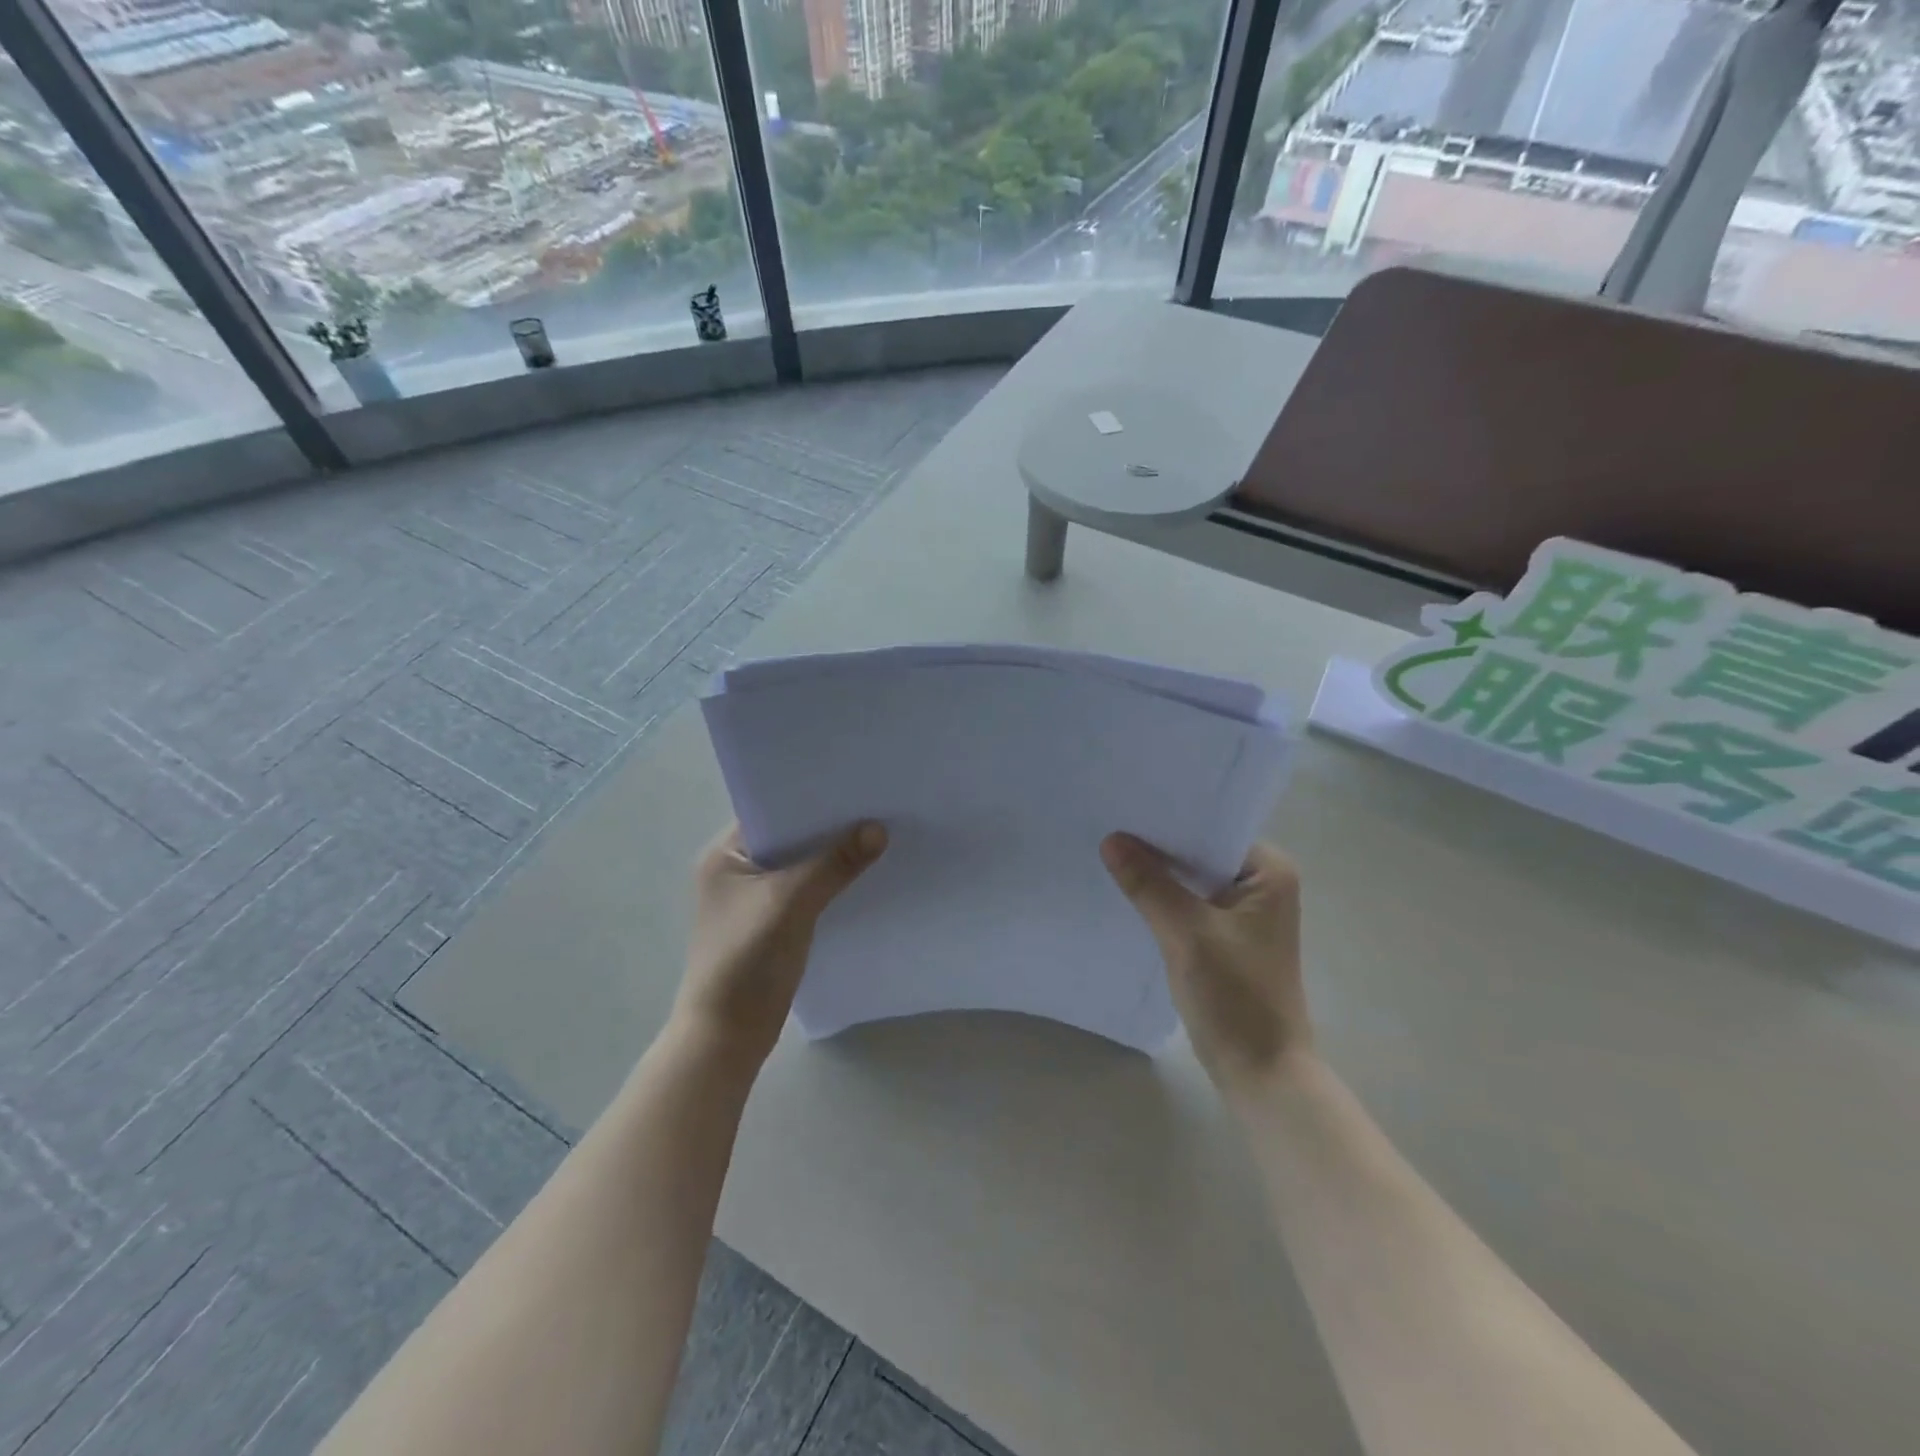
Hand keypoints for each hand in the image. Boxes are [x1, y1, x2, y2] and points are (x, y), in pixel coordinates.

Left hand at [674, 821, 886, 1066]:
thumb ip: (834, 864)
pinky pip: (806, 889)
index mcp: (726, 854)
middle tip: (877, 806)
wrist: (727, 1037)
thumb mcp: (791, 904)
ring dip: (832, 856)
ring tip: (879, 835)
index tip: (855, 783)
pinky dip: (830, 883)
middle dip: (829, 826)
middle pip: (791, 836)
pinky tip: (863, 876)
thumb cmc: (746, 960)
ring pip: (801, 864)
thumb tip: (879, 829)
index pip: (773, 809)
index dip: (812, 797)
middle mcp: (737, 869)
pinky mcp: (771, 922)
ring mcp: (753, 898)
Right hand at [1101, 834, 1312, 1092]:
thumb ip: (1148, 884)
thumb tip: (1111, 839)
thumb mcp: (1186, 933)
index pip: (1212, 828)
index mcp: (1269, 872)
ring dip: (1159, 874)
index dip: (1170, 820)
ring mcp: (1245, 913)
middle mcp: (1262, 885)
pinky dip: (1164, 899)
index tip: (1127, 807)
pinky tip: (1129, 890)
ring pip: (1192, 879)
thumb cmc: (1235, 996)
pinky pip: (1190, 903)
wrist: (1261, 1072)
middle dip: (1159, 846)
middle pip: (1200, 852)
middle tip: (1110, 824)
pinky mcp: (1227, 938)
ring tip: (1111, 851)